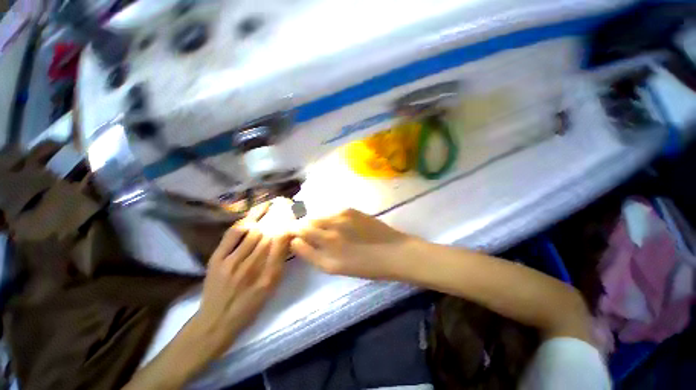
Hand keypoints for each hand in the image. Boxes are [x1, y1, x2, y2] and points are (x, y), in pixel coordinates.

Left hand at [192, 202, 291, 355]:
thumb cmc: (249, 306)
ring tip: (272, 202)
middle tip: (285, 203)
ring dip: (264, 215)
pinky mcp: (217, 259)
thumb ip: (280, 263)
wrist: (217, 320)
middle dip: (278, 216)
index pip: (281, 244)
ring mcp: (232, 262)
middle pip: (268, 235)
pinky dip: (245, 220)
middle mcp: (252, 266)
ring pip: (252, 232)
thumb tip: (287, 240)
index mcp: (269, 276)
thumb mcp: (271, 288)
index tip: (294, 214)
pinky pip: (232, 235)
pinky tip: (254, 212)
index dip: (288, 226)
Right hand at [291, 209, 412, 279]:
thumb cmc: (366, 265)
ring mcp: (340, 219)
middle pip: (304, 223)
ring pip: (317, 216)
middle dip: (300, 225)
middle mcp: (330, 235)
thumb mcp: (336, 268)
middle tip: (305, 230)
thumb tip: (297, 241)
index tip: (294, 235)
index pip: (298, 237)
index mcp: (326, 254)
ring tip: (323, 227)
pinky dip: (329, 216)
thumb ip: (314, 255)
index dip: (293, 234)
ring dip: (315, 220)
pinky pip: (331, 212)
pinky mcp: (350, 210)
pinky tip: (338, 223)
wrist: (394, 252)